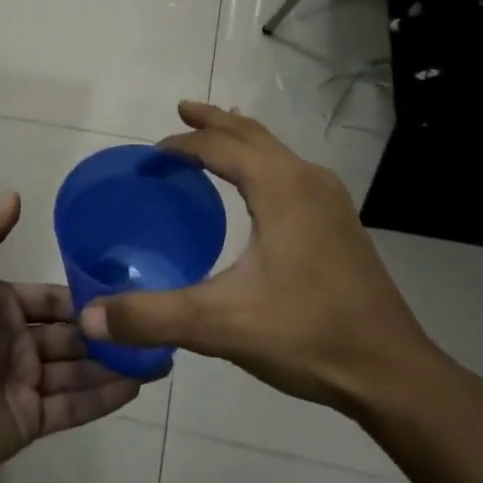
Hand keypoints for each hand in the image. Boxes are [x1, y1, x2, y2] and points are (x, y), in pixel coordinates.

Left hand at [0, 193, 139, 482]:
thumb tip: (15, 194)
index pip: (48, 299)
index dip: (79, 296)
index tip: (120, 289)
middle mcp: (14, 344)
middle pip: (68, 334)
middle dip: (103, 330)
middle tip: (149, 322)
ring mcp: (24, 384)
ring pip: (77, 369)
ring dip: (112, 362)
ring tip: (158, 352)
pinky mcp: (31, 420)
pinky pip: (75, 405)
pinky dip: (105, 396)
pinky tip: (139, 384)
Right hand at [80, 102, 467, 419]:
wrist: (392, 371)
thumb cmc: (307, 335)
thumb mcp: (220, 325)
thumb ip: (152, 316)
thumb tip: (90, 316)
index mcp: (279, 187)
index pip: (219, 147)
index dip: (181, 144)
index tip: (151, 154)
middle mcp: (307, 180)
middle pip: (252, 134)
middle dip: (214, 121)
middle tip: (181, 111)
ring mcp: (331, 200)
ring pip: (277, 150)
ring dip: (242, 139)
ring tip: (215, 137)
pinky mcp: (341, 223)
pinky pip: (292, 172)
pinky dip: (264, 162)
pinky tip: (257, 191)